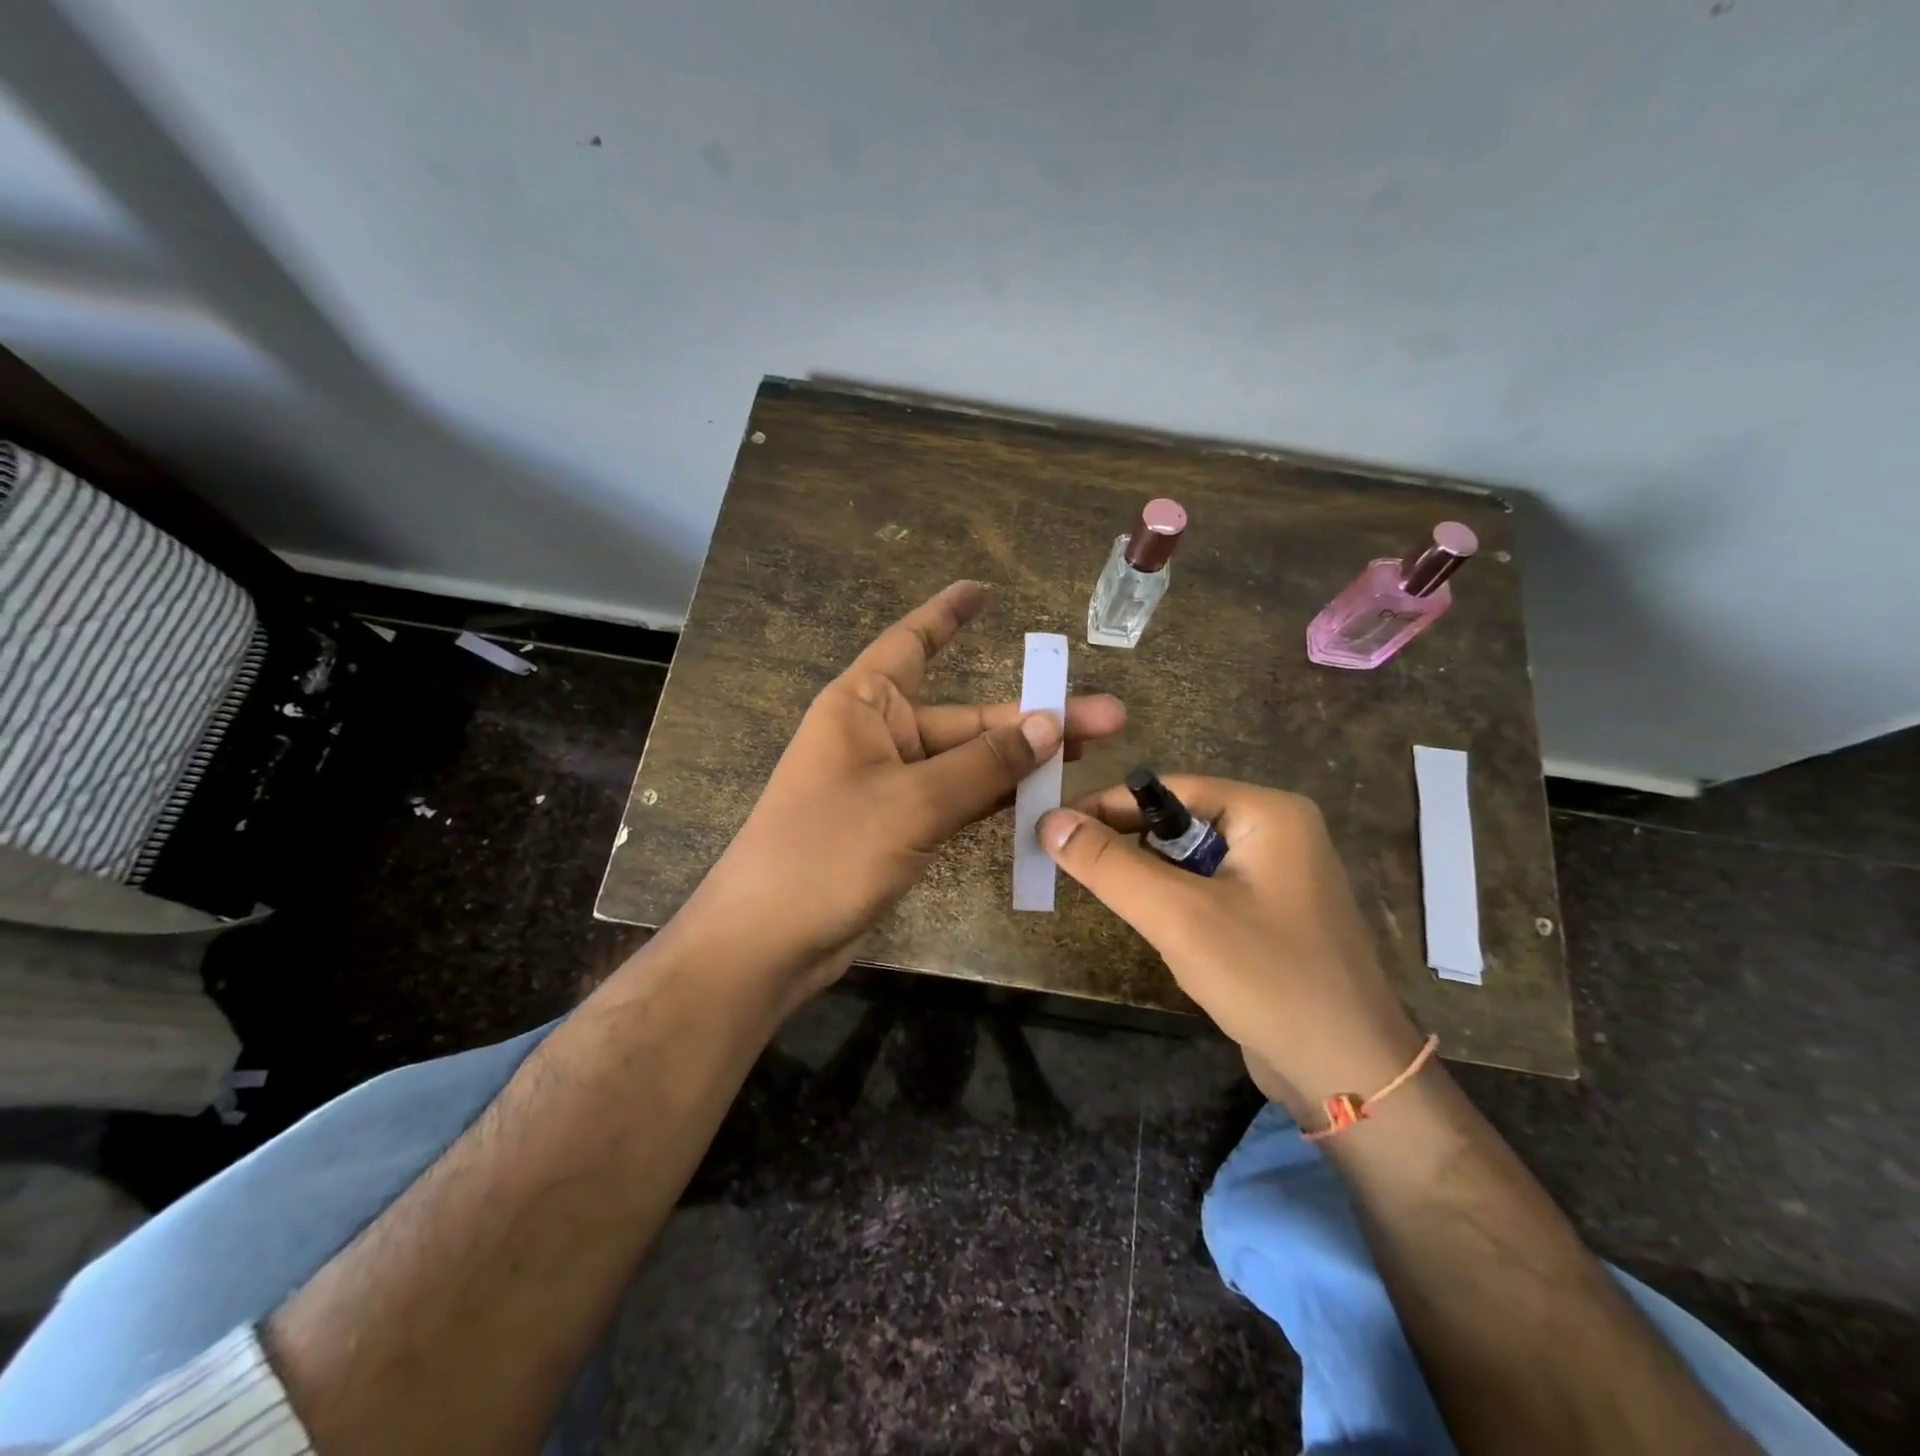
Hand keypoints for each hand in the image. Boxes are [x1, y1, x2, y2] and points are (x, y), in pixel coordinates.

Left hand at [682, 581, 1125, 1000]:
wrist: (771, 940)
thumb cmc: (828, 850)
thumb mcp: (912, 802)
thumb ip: (984, 764)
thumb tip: (1051, 724)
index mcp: (864, 705)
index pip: (912, 643)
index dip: (948, 615)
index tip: (985, 592)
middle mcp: (879, 735)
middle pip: (965, 717)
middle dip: (1032, 718)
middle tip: (1108, 719)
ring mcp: (892, 785)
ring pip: (968, 762)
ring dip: (1022, 761)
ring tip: (1091, 755)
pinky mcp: (902, 827)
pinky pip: (959, 800)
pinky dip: (997, 799)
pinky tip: (1045, 799)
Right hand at [1039, 776, 1424, 1119]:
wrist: (1350, 1077)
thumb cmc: (1267, 980)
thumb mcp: (1178, 916)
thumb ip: (1109, 864)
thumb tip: (1049, 820)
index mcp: (1269, 813)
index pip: (1169, 789)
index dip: (1107, 806)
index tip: (1053, 827)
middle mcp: (1278, 833)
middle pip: (1178, 822)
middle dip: (1127, 845)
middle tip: (1071, 867)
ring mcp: (1279, 876)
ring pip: (1189, 861)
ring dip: (1150, 880)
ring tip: (1113, 902)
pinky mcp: (1271, 915)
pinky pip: (1207, 891)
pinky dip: (1175, 905)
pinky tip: (1162, 933)